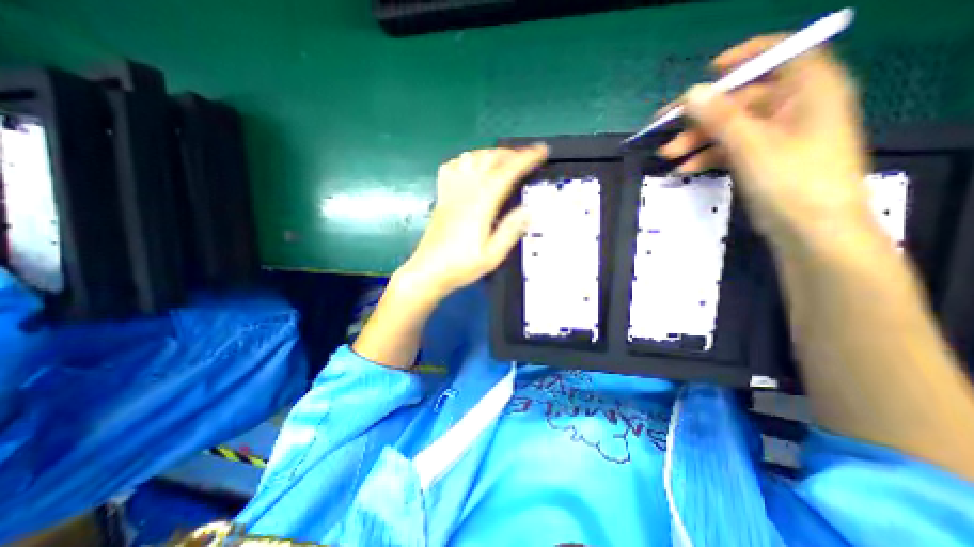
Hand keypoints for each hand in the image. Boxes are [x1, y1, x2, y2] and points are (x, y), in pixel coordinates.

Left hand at [396, 146, 546, 297]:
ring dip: (490, 153)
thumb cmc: (462, 265)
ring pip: (470, 158)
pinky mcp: (441, 196)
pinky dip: (466, 160)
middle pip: (488, 159)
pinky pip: (451, 167)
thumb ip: (510, 230)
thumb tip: (529, 210)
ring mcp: (450, 191)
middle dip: (511, 153)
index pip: (506, 172)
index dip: (526, 159)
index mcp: (481, 204)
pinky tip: (473, 168)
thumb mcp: (492, 255)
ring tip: (504, 161)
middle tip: (527, 158)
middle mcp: (465, 191)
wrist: (429, 271)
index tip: (541, 150)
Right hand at [662, 37, 874, 250]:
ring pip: (729, 128)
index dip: (745, 58)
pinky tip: (685, 169)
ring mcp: (776, 136)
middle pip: (741, 99)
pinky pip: (730, 149)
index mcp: (808, 90)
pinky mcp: (762, 159)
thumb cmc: (791, 180)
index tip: (707, 73)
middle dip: (701, 115)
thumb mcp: (752, 145)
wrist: (811, 230)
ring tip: (667, 155)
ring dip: (697, 140)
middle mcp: (794, 107)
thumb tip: (691, 93)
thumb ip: (720, 117)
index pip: (781, 55)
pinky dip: (707, 156)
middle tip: (665, 126)